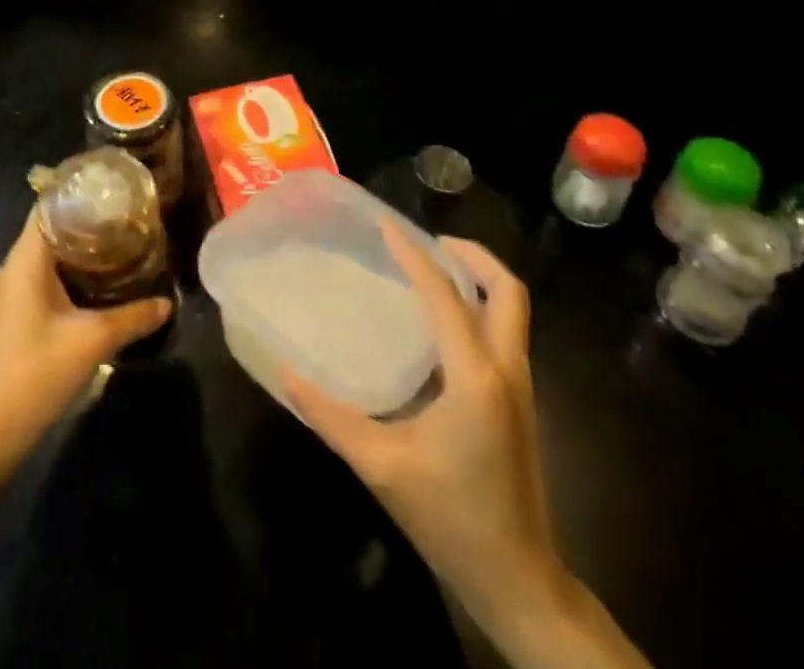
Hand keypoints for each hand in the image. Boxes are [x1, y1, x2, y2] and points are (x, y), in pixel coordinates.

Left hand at [0, 209, 170, 476]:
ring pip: (46, 257)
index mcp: (24, 260)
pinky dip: (68, 274)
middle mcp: (11, 268)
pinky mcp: (10, 316)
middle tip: (127, 220)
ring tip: (119, 247)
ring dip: (78, 253)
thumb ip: (133, 317)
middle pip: (50, 230)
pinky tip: (96, 286)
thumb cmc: (37, 372)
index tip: (113, 192)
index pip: (48, 208)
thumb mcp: (93, 340)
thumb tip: (169, 302)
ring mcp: (7, 293)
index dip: (79, 195)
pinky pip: (40, 279)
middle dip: (87, 224)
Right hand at [282, 225, 563, 634]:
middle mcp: (505, 370)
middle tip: (427, 242)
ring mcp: (520, 386)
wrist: (515, 579)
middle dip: (471, 255)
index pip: (445, 294)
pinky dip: (479, 307)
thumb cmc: (447, 517)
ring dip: (479, 279)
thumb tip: (284, 371)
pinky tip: (441, 321)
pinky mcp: (520, 402)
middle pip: (507, 290)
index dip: (414, 254)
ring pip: (513, 310)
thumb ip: (329, 414)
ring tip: (432, 269)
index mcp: (473, 376)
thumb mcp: (379, 465)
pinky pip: (505, 332)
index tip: (385, 225)